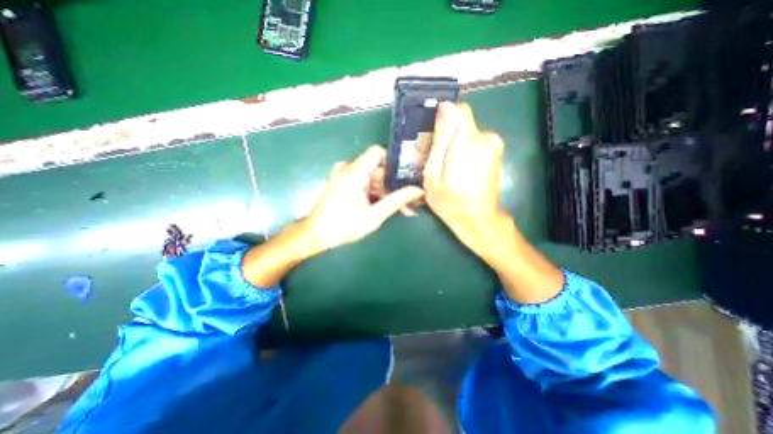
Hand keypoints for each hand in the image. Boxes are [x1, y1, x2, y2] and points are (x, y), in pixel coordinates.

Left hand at [303, 146, 421, 253]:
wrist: (316, 236)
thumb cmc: (342, 227)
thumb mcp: (373, 216)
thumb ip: (396, 201)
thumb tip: (418, 191)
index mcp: (352, 173)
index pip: (378, 153)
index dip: (395, 162)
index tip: (409, 175)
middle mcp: (348, 169)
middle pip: (379, 169)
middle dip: (396, 184)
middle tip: (412, 199)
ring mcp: (346, 176)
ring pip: (375, 179)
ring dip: (389, 192)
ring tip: (406, 208)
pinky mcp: (346, 184)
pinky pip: (367, 184)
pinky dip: (379, 195)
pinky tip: (390, 207)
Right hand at [422, 103, 507, 261]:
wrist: (478, 219)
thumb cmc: (450, 201)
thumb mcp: (434, 173)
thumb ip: (440, 139)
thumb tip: (444, 107)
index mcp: (468, 140)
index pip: (458, 109)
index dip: (443, 119)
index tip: (434, 137)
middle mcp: (486, 137)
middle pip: (461, 124)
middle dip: (447, 137)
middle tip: (436, 160)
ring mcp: (494, 145)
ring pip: (467, 134)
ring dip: (455, 146)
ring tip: (447, 169)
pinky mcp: (497, 152)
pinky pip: (476, 143)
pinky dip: (465, 151)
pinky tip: (459, 170)